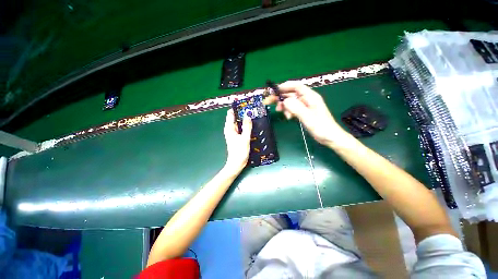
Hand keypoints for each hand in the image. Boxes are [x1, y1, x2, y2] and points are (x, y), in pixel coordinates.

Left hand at [223, 109, 252, 172]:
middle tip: (252, 109)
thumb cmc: (239, 151)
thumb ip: (247, 126)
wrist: (236, 163)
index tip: (245, 104)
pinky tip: (251, 124)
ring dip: (244, 119)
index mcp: (229, 128)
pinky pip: (240, 128)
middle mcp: (230, 129)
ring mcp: (233, 133)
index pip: (231, 114)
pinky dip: (245, 125)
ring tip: (253, 114)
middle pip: (235, 117)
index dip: (237, 108)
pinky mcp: (237, 137)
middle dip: (242, 113)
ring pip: (238, 123)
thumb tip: (248, 114)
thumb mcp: (245, 138)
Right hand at [265, 81, 346, 145]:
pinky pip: (292, 108)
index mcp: (310, 96)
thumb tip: (284, 101)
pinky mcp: (303, 112)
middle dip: (280, 97)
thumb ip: (296, 107)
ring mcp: (305, 106)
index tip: (274, 91)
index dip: (284, 86)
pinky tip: (288, 117)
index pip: (296, 86)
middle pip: (291, 94)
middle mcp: (307, 99)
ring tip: (280, 112)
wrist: (329, 137)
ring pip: (290, 102)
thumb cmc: (321, 127)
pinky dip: (288, 111)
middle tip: (269, 102)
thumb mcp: (308, 117)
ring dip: (284, 106)